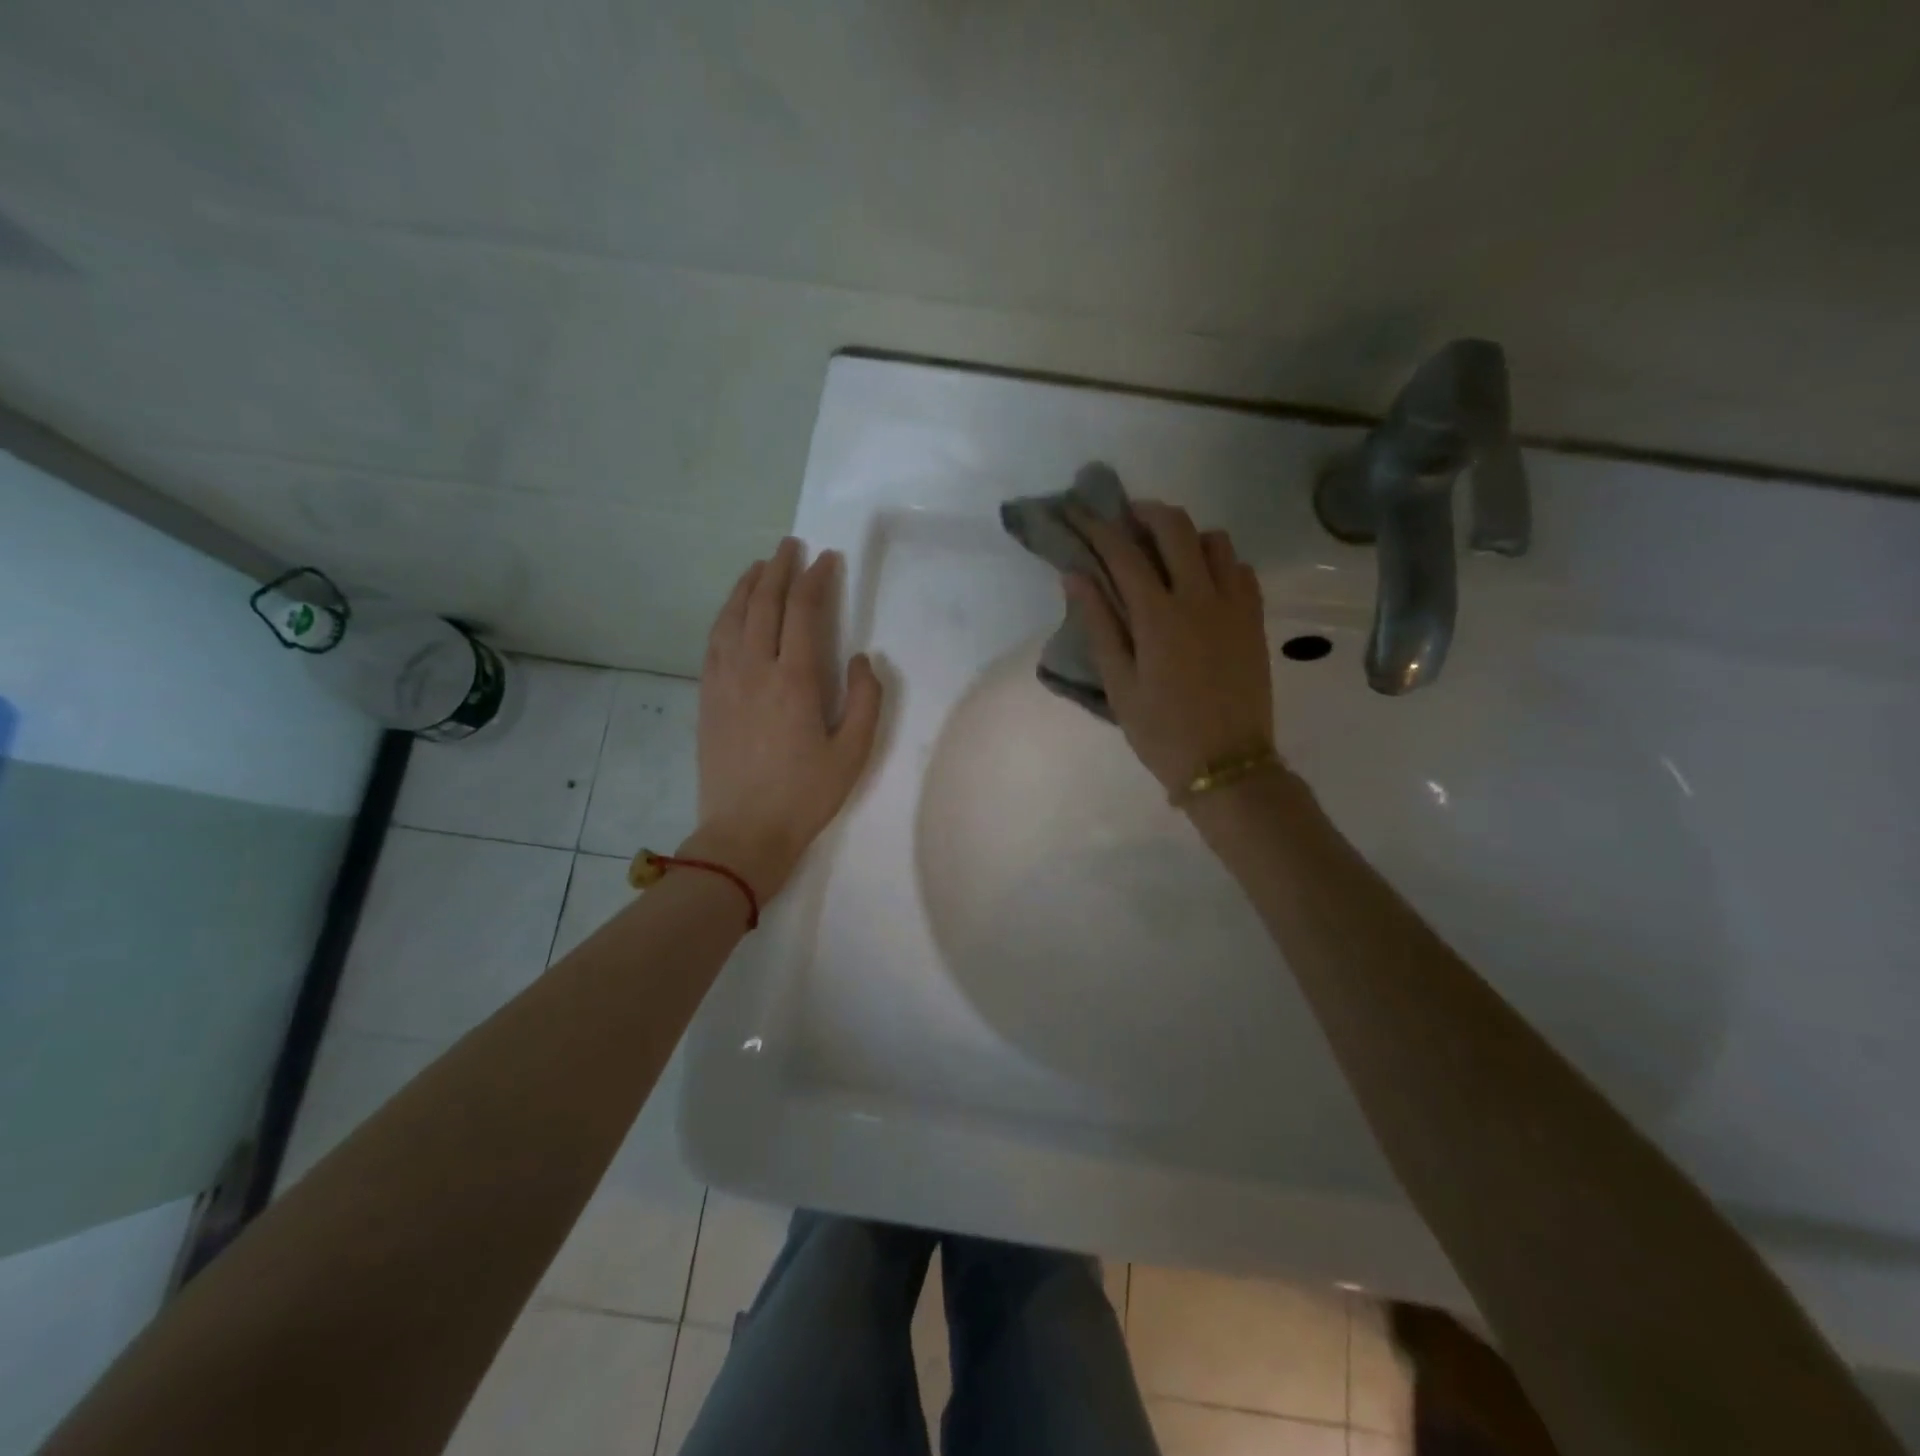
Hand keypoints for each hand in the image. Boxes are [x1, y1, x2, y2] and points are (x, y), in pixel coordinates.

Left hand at [690, 538, 881, 898]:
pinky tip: (733, 610)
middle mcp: (755, 668)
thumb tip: (863, 659)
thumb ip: (865, 700)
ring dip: (748, 585)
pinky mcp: (707, 696)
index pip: (804, 611)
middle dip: (780, 568)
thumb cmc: (805, 795)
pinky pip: (714, 641)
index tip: (827, 558)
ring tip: (761, 566)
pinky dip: (725, 614)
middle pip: (764, 603)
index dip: (816, 579)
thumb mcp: (853, 754)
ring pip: (732, 616)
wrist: (743, 833)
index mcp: (795, 679)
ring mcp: (724, 680)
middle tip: (791, 545)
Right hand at [1066, 502, 1272, 798]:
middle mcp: (1200, 596)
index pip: (1122, 553)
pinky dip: (1218, 561)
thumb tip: (1075, 576)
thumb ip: (1099, 624)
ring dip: (1186, 534)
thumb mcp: (1119, 684)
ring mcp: (1234, 605)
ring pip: (1215, 540)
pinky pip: (1240, 569)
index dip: (1096, 526)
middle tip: (1125, 517)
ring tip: (1167, 551)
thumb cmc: (1161, 731)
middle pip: (1175, 527)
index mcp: (1158, 615)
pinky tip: (1203, 581)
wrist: (1227, 764)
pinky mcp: (1254, 619)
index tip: (1077, 511)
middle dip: (1145, 512)